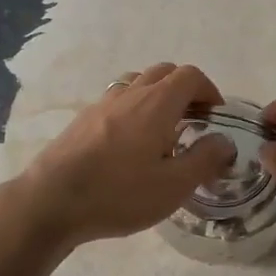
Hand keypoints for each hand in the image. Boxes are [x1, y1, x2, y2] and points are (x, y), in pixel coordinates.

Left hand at [22, 63, 234, 245]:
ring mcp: (102, 104)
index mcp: (156, 104)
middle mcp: (129, 93)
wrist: (50, 202)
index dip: (209, 91)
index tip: (215, 117)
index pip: (190, 76)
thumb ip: (205, 159)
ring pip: (137, 82)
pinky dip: (133, 108)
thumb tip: (224, 141)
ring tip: (162, 129)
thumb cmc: (118, 194)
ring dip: (157, 96)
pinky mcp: (82, 120)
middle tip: (193, 122)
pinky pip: (117, 99)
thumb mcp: (174, 186)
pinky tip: (130, 143)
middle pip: (164, 72)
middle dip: (185, 90)